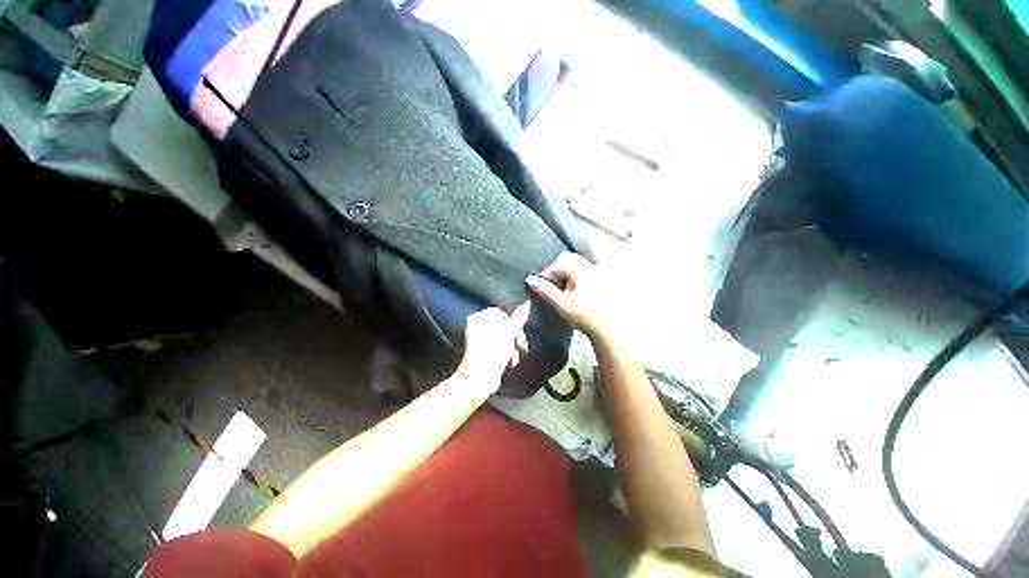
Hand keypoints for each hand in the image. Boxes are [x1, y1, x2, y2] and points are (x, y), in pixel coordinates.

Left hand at [458, 302, 530, 390]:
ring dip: (512, 346)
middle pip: (503, 325)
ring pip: (503, 337)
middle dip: (514, 337)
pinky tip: (510, 361)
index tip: (519, 334)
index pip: (501, 313)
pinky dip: (506, 353)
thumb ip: (519, 317)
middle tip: (522, 346)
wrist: (480, 379)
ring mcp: (479, 339)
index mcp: (479, 318)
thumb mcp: (509, 332)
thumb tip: (527, 303)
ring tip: (515, 357)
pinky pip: (498, 346)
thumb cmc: (493, 352)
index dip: (513, 322)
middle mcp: (477, 326)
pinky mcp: (483, 352)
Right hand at [526, 252, 618, 339]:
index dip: (546, 274)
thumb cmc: (584, 315)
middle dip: (558, 272)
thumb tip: (530, 280)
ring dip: (569, 276)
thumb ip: (545, 290)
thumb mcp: (560, 303)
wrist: (608, 329)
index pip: (557, 264)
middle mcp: (592, 267)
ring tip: (565, 292)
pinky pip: (588, 274)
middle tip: (554, 288)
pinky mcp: (606, 282)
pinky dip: (580, 279)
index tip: (541, 285)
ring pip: (579, 267)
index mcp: (580, 269)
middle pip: (569, 261)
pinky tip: (578, 294)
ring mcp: (601, 274)